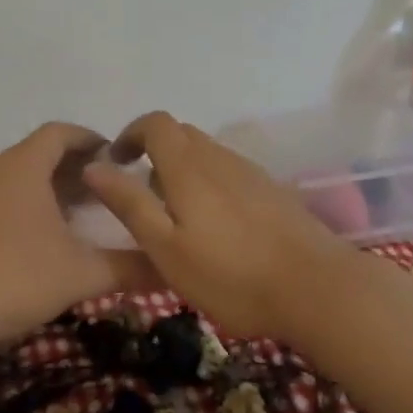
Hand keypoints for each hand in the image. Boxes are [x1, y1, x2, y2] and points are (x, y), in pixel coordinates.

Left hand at [0, 123, 154, 345]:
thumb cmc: (15, 277)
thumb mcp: (79, 273)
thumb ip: (127, 267)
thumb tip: (169, 268)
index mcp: (23, 166)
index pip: (61, 133)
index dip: (91, 139)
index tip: (116, 156)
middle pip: (39, 154)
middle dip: (74, 168)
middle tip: (107, 189)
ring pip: (16, 176)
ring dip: (48, 187)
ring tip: (79, 213)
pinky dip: (22, 204)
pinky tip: (38, 236)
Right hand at [81, 111, 366, 344]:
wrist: (318, 289)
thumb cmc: (231, 275)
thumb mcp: (166, 248)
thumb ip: (129, 203)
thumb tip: (94, 165)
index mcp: (188, 166)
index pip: (155, 123)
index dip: (131, 133)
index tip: (116, 161)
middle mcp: (219, 158)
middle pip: (181, 134)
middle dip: (154, 151)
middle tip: (142, 193)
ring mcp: (250, 172)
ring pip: (206, 153)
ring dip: (182, 168)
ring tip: (177, 215)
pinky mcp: (272, 191)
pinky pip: (228, 171)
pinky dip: (209, 182)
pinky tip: (216, 225)